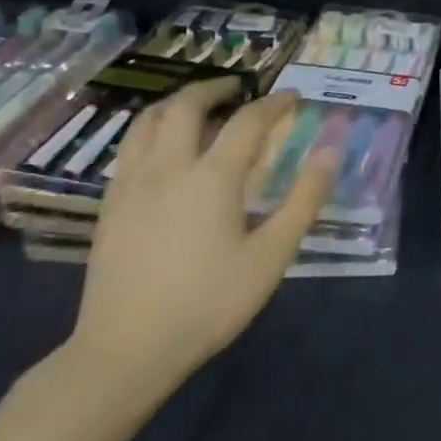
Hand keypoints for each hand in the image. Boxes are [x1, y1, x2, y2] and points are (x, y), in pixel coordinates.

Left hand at [66, 81, 337, 394]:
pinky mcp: (110, 206)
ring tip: (200, 106)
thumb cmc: (209, 303)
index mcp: (212, 177)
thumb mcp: (272, 255)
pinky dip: (153, 130)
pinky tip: (166, 150)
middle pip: (187, 106)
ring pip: (148, 121)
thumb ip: (304, 199)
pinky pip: (130, 147)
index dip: (274, 103)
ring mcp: (131, 185)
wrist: (126, 351)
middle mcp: (168, 168)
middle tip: (240, 88)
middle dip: (216, 88)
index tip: (292, 96)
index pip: (248, 121)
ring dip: (178, 103)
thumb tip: (330, 151)